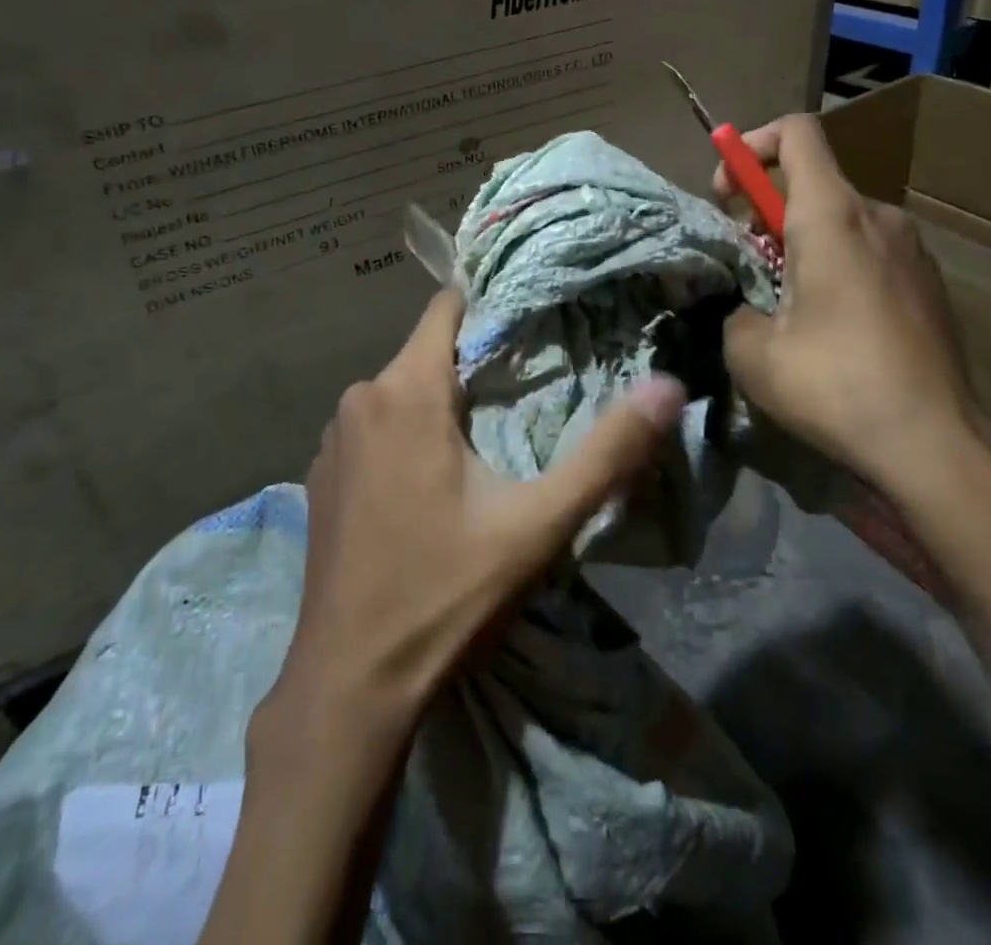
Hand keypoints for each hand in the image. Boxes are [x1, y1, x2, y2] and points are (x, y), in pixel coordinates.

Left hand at [270, 287, 687, 731]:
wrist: (349, 685)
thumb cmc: (445, 594)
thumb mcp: (538, 525)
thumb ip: (607, 453)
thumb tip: (669, 386)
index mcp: (405, 391)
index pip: (448, 306)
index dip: (493, 305)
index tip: (536, 320)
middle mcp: (359, 398)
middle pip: (429, 351)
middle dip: (477, 362)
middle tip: (530, 388)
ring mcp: (332, 439)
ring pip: (402, 389)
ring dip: (443, 401)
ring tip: (491, 435)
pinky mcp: (321, 475)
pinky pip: (376, 426)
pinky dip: (407, 433)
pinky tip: (433, 480)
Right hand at [715, 115, 981, 512]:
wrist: (937, 445)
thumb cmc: (837, 387)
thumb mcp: (751, 353)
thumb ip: (734, 309)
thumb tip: (746, 307)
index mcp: (833, 217)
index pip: (796, 133)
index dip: (752, 146)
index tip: (728, 193)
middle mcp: (879, 217)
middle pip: (814, 183)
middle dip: (768, 212)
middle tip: (749, 268)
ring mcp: (913, 249)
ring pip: (842, 222)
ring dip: (804, 245)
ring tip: (790, 308)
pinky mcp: (930, 283)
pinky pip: (871, 252)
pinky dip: (840, 268)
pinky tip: (836, 331)